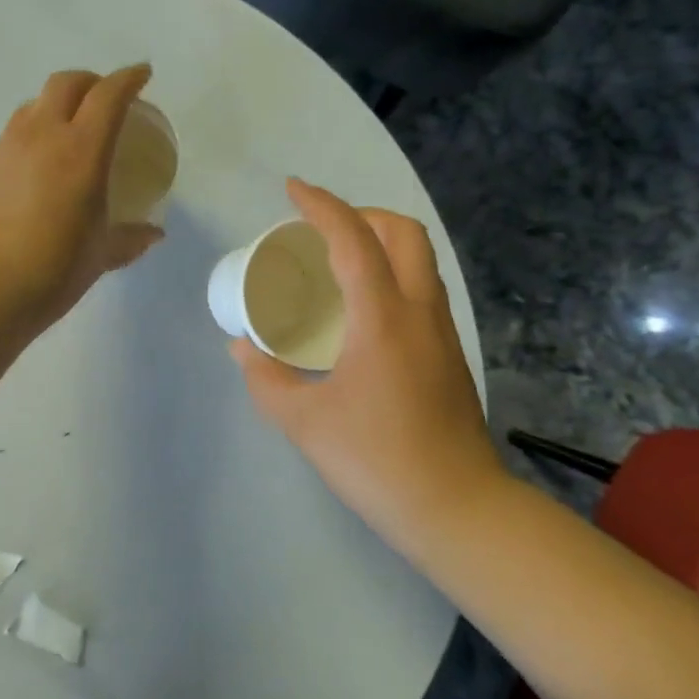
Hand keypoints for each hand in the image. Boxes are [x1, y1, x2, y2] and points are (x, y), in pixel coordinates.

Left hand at [0, 66, 164, 329]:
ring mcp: (5, 148)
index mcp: (82, 150)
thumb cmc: (55, 269)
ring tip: (65, 129)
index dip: (129, 78)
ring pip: (32, 105)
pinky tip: (32, 168)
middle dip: (90, 81)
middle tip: (103, 97)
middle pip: (66, 83)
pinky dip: (28, 138)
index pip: (109, 95)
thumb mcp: (101, 254)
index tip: (142, 74)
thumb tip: (153, 235)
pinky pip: (9, 137)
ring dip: (54, 105)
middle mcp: (42, 135)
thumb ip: (130, 239)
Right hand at [230, 179, 506, 559]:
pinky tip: (360, 309)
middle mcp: (419, 311)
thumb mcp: (302, 421)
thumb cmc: (375, 459)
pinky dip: (390, 273)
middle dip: (361, 214)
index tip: (292, 190)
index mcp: (383, 318)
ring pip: (419, 258)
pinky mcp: (449, 353)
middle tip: (320, 229)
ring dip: (379, 241)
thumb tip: (242, 347)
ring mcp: (441, 331)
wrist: (456, 508)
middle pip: (403, 232)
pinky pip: (421, 288)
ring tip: (336, 261)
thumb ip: (264, 377)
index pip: (353, 240)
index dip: (321, 206)